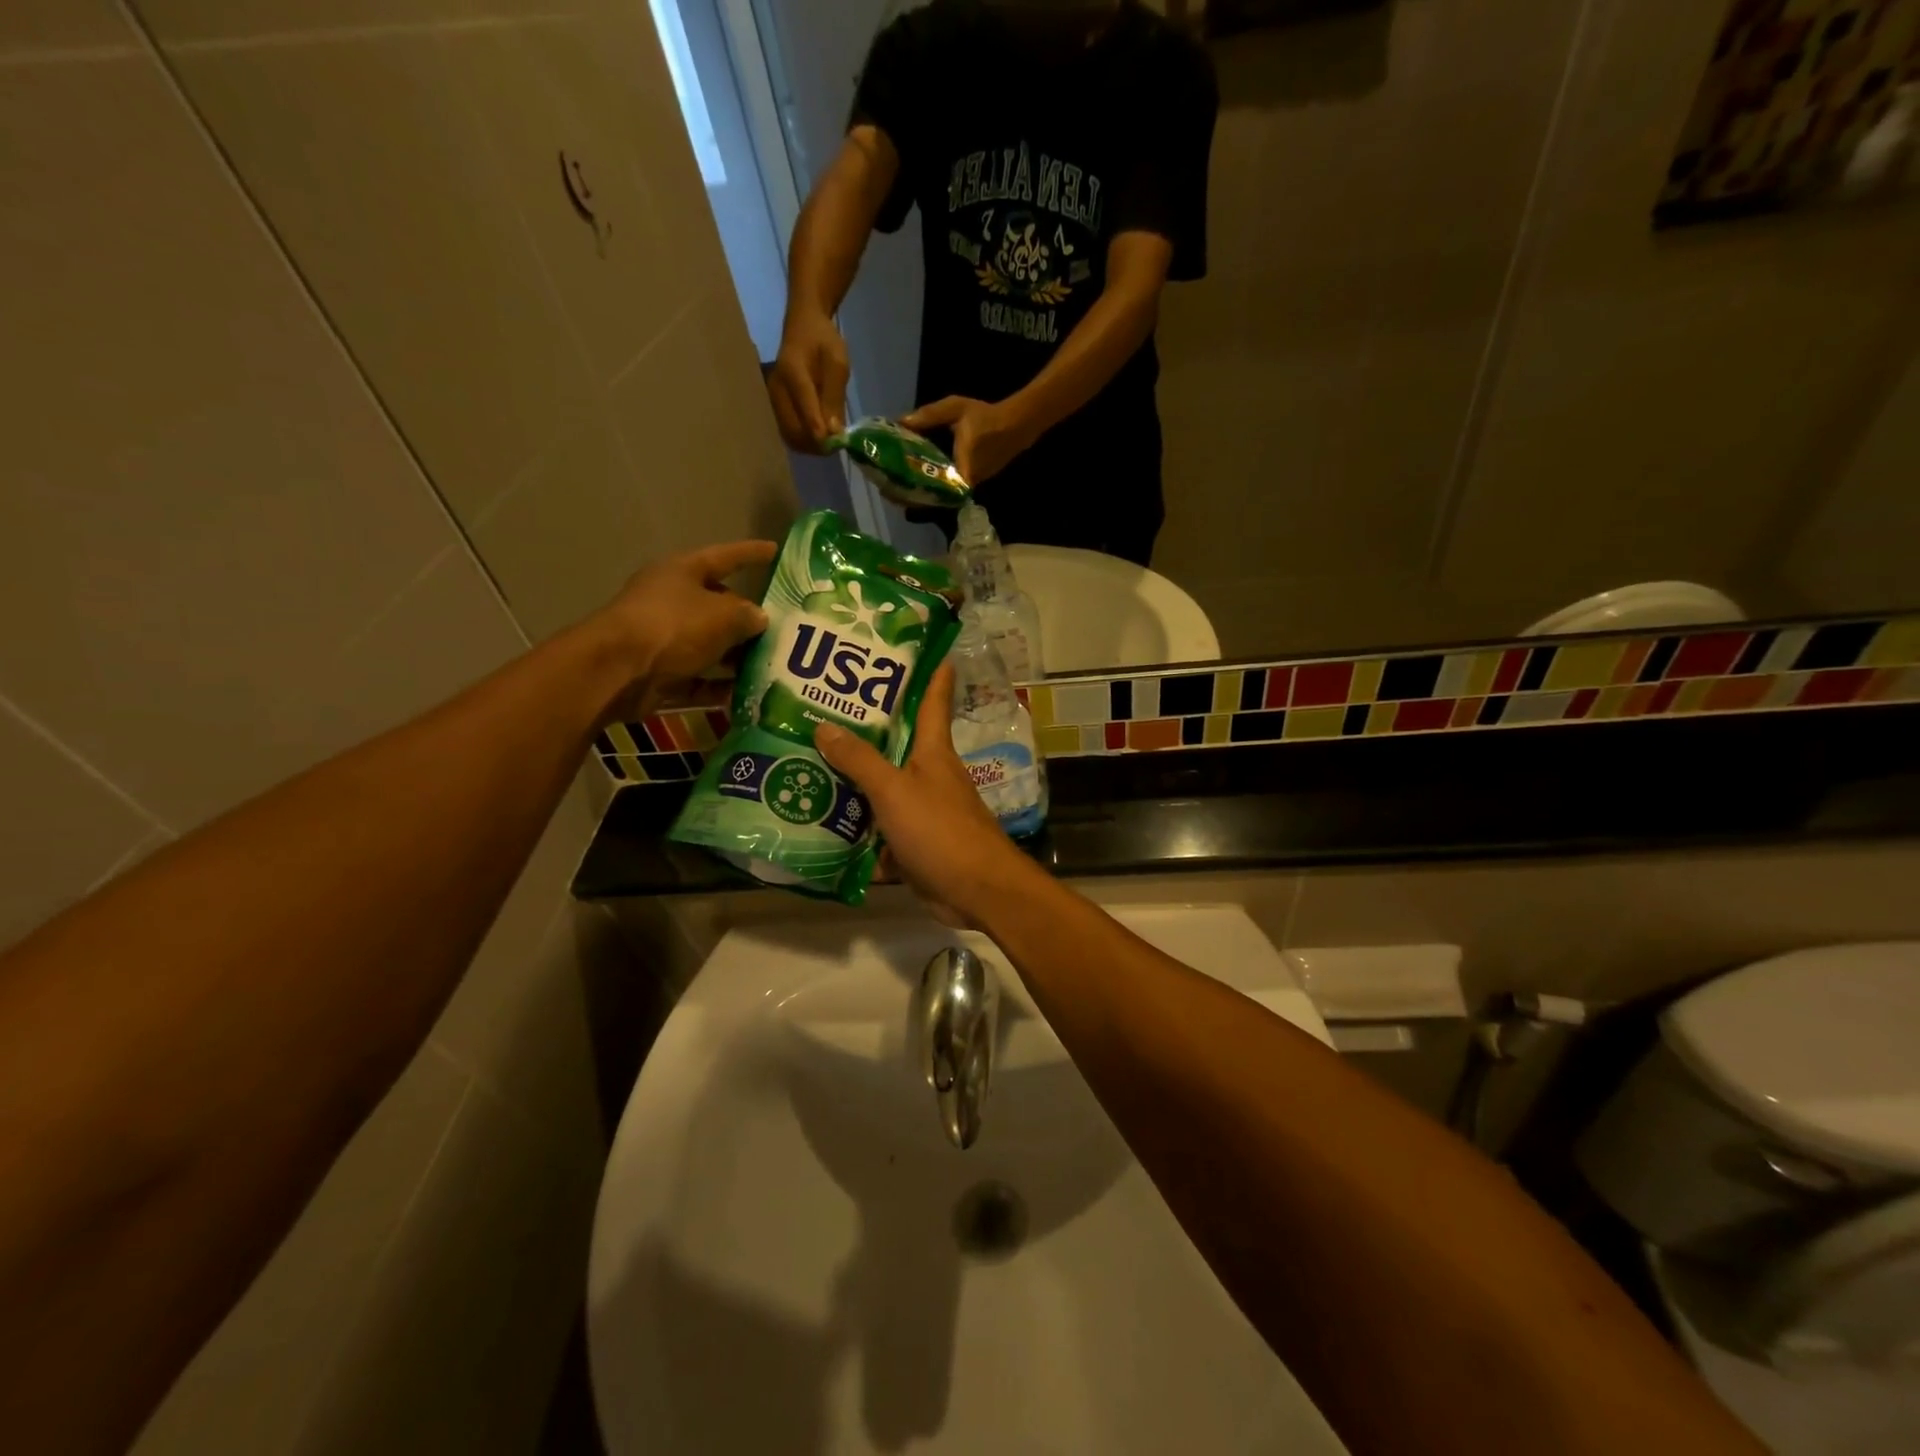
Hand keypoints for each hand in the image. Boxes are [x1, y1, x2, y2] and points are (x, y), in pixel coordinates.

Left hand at [589, 540, 776, 720]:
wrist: (617, 671)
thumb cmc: (672, 627)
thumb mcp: (722, 615)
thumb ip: (748, 615)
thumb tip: (760, 618)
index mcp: (682, 572)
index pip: (725, 557)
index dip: (751, 553)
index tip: (775, 551)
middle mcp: (672, 601)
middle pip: (718, 606)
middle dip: (748, 618)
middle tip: (784, 629)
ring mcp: (664, 639)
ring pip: (709, 646)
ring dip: (737, 657)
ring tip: (771, 666)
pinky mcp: (661, 674)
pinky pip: (698, 679)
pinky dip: (719, 687)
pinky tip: (746, 694)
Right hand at [768, 310, 850, 451]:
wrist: (802, 327)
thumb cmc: (823, 341)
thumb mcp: (838, 362)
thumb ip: (835, 396)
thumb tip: (834, 431)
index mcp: (792, 372)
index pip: (804, 407)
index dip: (819, 430)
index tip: (835, 444)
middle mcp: (777, 389)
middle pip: (793, 429)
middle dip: (816, 443)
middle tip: (837, 446)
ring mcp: (773, 400)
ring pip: (790, 436)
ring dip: (811, 446)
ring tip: (830, 443)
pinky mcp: (775, 407)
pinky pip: (788, 432)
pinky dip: (804, 441)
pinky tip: (819, 437)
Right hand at [814, 665, 1038, 925]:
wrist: (975, 891)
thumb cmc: (940, 830)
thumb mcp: (894, 790)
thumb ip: (859, 760)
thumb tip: (823, 726)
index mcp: (933, 751)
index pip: (933, 700)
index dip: (931, 673)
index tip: (924, 647)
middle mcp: (930, 774)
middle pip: (896, 744)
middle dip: (866, 728)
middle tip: (822, 708)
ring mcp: (923, 810)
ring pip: (883, 788)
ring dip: (853, 781)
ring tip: (808, 763)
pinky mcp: (915, 843)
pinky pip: (880, 829)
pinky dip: (857, 828)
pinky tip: (822, 823)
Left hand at [900, 395, 1039, 486]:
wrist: (1018, 424)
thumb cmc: (986, 418)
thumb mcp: (955, 410)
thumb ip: (928, 416)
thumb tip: (900, 422)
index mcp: (960, 470)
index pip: (935, 495)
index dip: (914, 499)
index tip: (895, 496)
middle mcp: (965, 484)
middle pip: (935, 499)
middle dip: (912, 496)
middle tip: (888, 490)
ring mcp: (969, 485)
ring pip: (941, 495)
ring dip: (921, 491)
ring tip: (896, 485)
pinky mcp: (972, 482)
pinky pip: (948, 488)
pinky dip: (932, 484)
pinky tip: (917, 476)